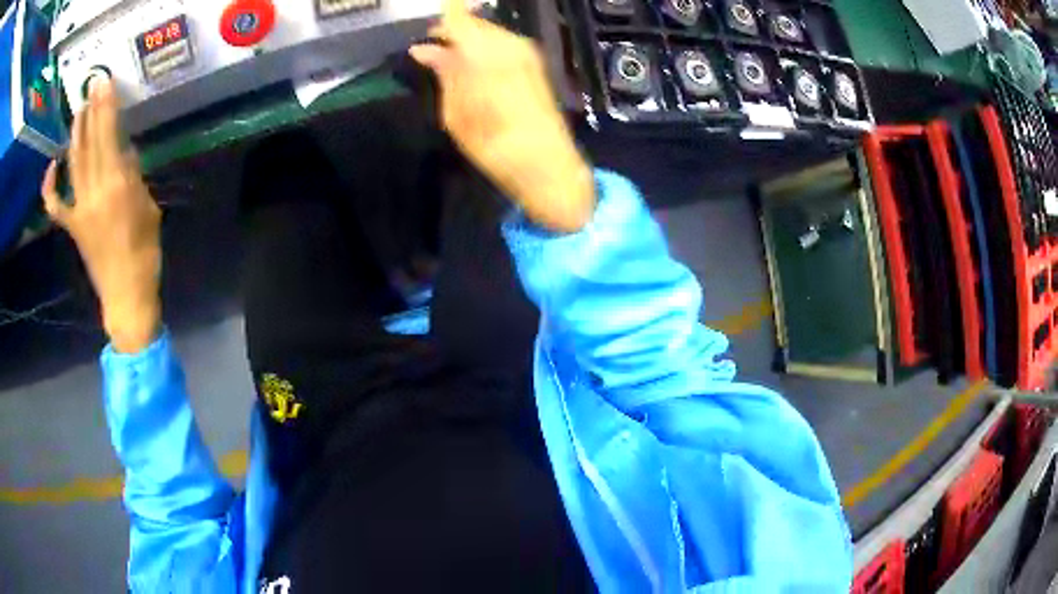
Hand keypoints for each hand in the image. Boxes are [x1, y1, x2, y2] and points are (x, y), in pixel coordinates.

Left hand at [42, 79, 161, 353]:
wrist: (126, 295)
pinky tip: (52, 167)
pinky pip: (56, 205)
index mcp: (116, 186)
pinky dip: (51, 187)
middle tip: (93, 86)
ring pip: (74, 164)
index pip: (108, 137)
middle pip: (90, 144)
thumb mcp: (148, 209)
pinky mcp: (72, 225)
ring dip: (76, 134)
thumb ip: (134, 178)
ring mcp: (80, 209)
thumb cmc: (145, 254)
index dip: (106, 108)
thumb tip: (124, 153)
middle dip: (92, 112)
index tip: (106, 84)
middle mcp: (94, 192)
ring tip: (79, 111)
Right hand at [410, 0, 594, 232]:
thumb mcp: (455, 111)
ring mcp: (526, 51)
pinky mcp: (535, 62)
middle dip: (451, 31)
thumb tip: (423, 50)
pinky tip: (472, 67)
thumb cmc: (492, 143)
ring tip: (449, 60)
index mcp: (484, 52)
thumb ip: (443, 72)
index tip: (426, 15)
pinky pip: (501, 43)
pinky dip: (483, 49)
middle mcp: (508, 42)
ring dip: (468, 41)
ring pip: (488, 32)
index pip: (457, 17)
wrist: (546, 163)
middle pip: (474, 22)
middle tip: (430, 49)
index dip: (442, 13)